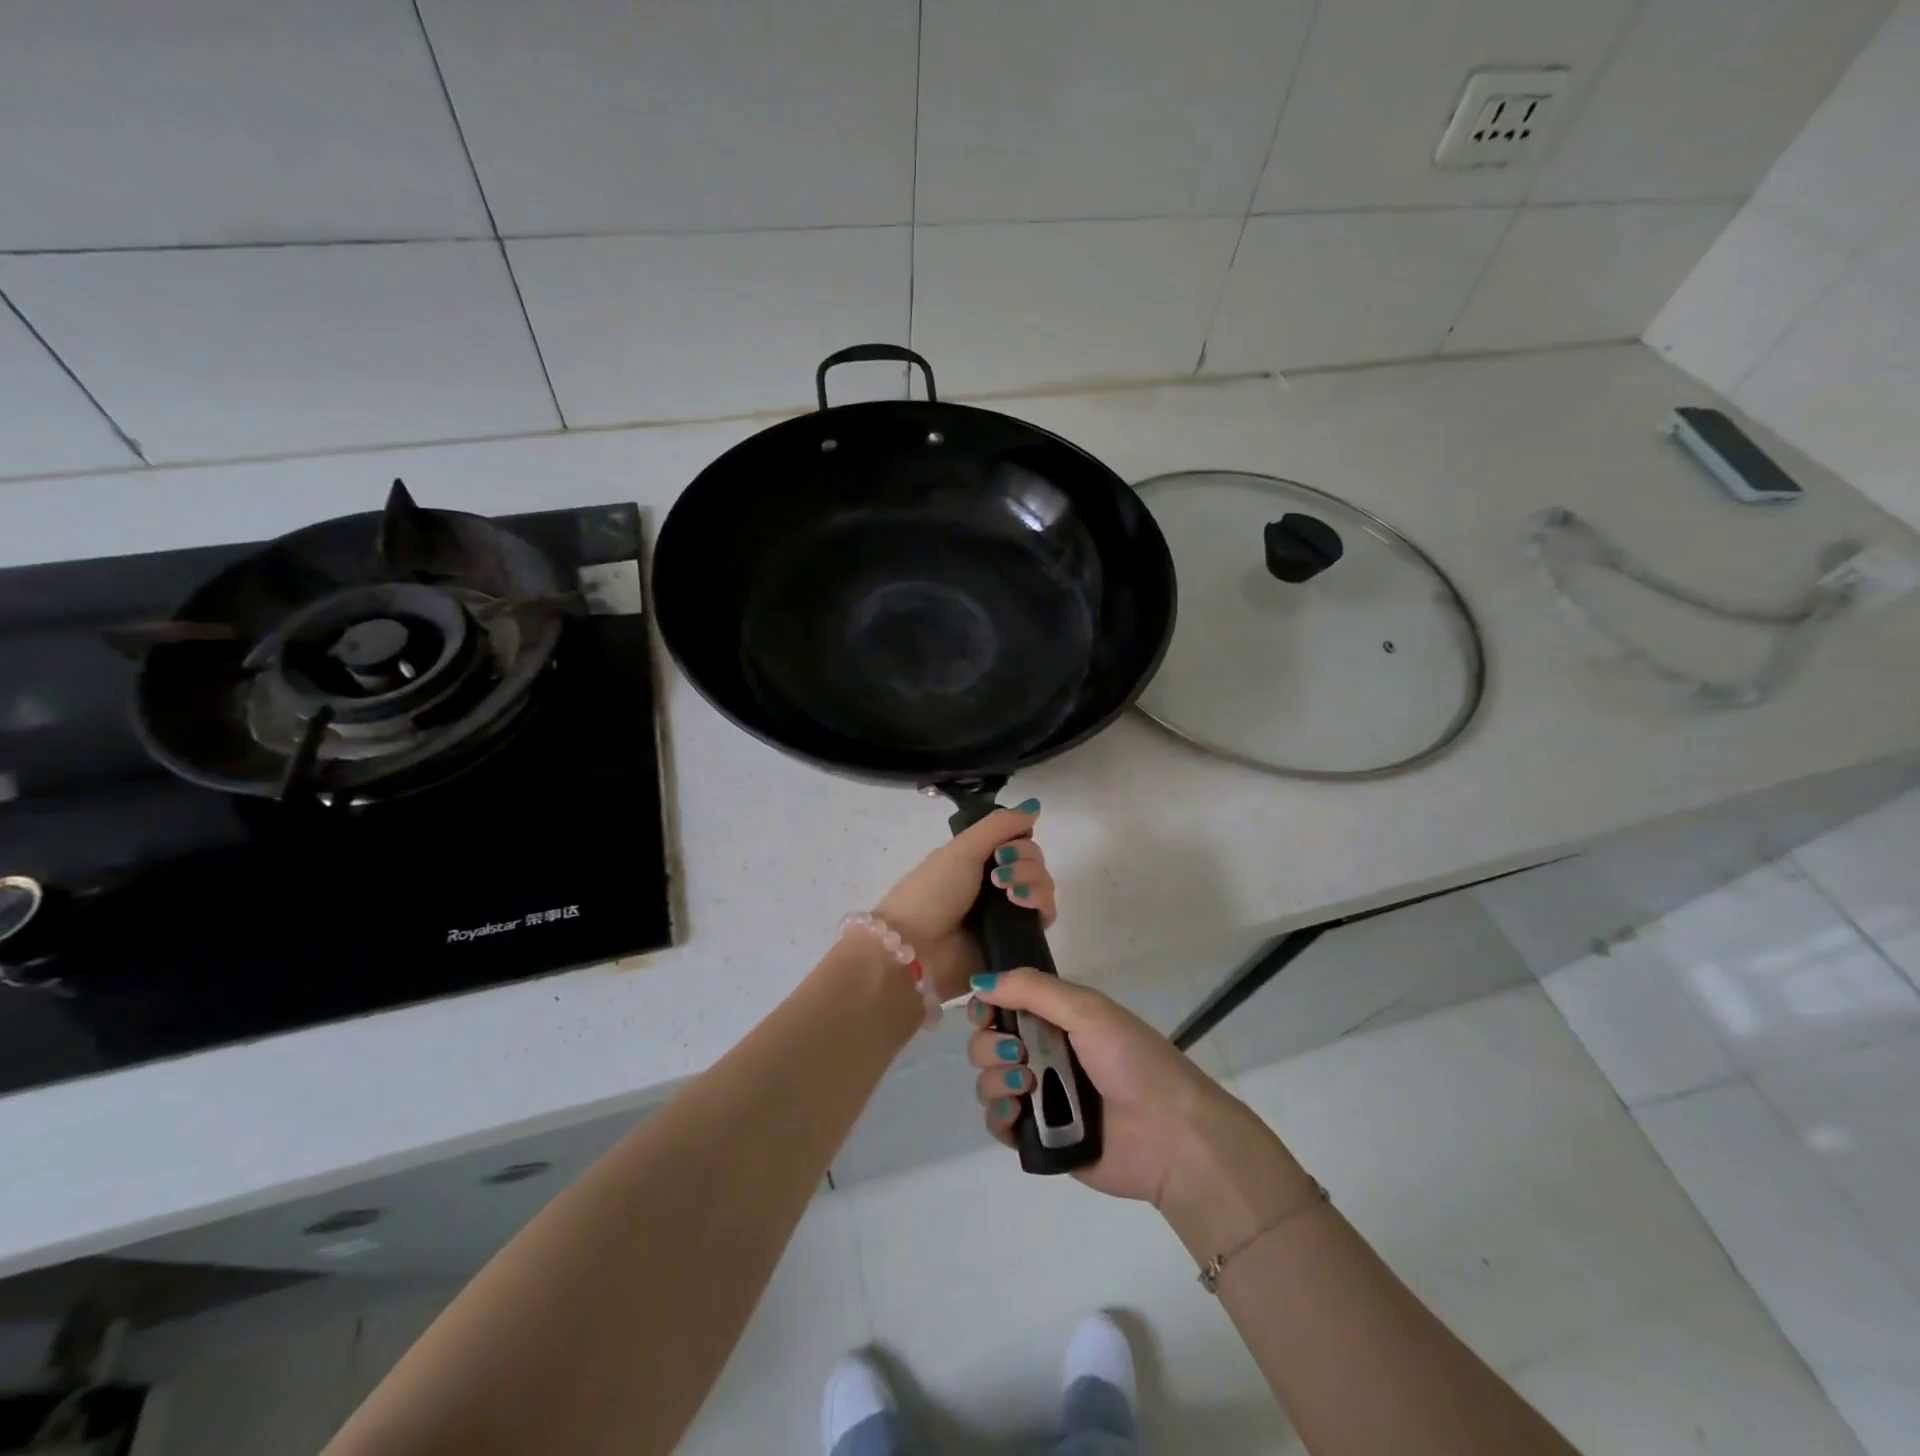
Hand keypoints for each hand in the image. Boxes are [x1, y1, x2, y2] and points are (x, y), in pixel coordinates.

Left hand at [872, 801, 1054, 1002]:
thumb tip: (1035, 806)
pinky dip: (1039, 903)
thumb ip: (1000, 826)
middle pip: (1034, 862)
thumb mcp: (962, 849)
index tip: (1005, 846)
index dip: (1020, 839)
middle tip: (999, 871)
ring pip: (1042, 886)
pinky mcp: (1018, 940)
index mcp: (977, 861)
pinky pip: (1044, 916)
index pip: (1018, 842)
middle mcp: (995, 885)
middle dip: (1024, 860)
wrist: (917, 948)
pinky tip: (1019, 904)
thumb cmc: (932, 892)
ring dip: (1032, 880)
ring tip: (1008, 892)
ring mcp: (1007, 914)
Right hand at [966, 969, 1316, 1253]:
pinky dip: (999, 1116)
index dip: (986, 1006)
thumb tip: (978, 982)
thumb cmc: (1132, 1062)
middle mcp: (1043, 1053)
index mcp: (1057, 1019)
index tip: (985, 1013)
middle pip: (987, 1042)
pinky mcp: (1038, 1137)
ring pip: (988, 1081)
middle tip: (1016, 1053)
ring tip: (1027, 1087)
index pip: (1002, 1004)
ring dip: (995, 1080)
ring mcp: (1039, 1097)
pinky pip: (997, 1124)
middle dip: (989, 1044)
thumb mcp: (1088, 1010)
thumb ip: (1032, 990)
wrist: (1170, 1136)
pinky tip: (1018, 1114)